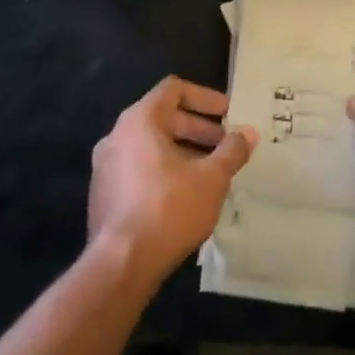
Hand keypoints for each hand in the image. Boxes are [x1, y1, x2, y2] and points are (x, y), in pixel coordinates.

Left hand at [89, 76, 256, 287]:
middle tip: (227, 145)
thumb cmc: (169, 209)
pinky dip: (165, 170)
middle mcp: (117, 136)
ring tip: (212, 171)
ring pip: (151, 145)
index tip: (229, 113)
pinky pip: (139, 168)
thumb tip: (249, 133)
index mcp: (139, 121)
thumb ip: (232, 151)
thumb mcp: (211, 178)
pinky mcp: (105, 193)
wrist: (120, 264)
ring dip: (184, 151)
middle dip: (199, 129)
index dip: (205, 97)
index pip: (173, 89)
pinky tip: (188, 194)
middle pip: (163, 117)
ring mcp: (106, 166)